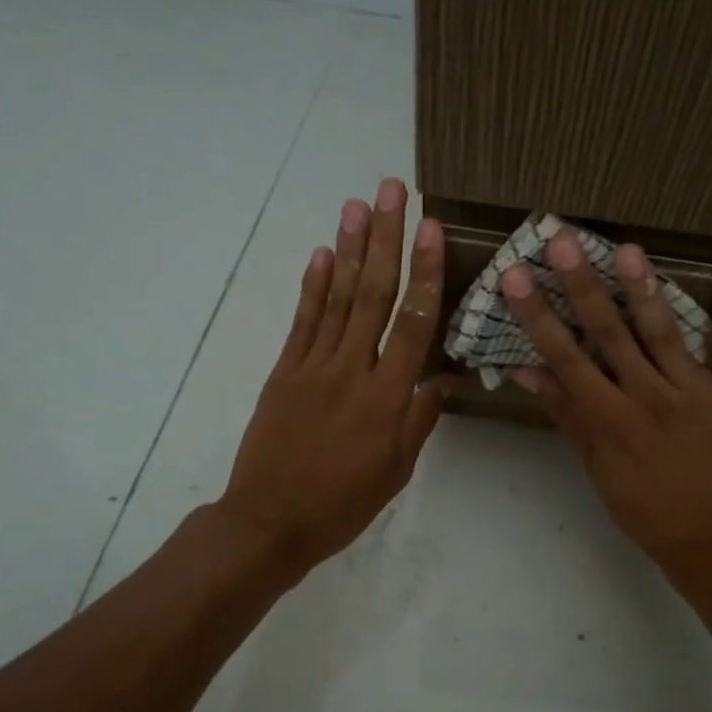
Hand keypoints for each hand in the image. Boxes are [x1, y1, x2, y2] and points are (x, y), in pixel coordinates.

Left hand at [218, 179, 449, 579]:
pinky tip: (321, 253)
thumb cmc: (343, 503)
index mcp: (386, 398)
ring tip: (357, 204)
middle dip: (385, 238)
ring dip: (348, 248)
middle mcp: (351, 370)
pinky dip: (312, 285)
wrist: (269, 522)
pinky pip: (302, 322)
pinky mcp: (284, 372)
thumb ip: (420, 418)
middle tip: (392, 189)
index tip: (429, 228)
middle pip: (372, 295)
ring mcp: (312, 367)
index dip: (423, 272)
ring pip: (336, 298)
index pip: (412, 323)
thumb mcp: (396, 470)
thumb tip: (443, 376)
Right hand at [502, 232, 711, 575]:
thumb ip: (567, 415)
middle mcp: (648, 396)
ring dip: (645, 290)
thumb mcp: (596, 469)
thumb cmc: (645, 508)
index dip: (539, 315)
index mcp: (610, 418)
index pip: (566, 358)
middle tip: (562, 240)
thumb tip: (527, 371)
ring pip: (664, 333)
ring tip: (627, 249)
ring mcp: (693, 392)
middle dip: (582, 286)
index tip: (517, 277)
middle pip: (610, 334)